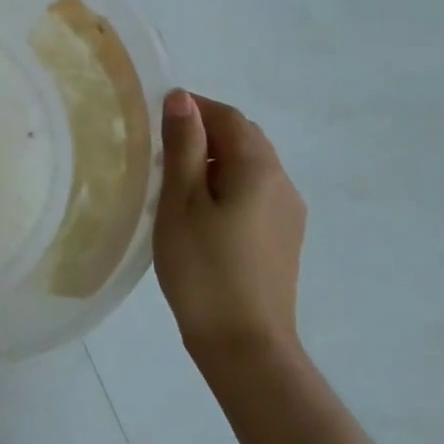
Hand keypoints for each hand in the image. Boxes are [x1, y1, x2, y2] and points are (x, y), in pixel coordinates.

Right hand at [154, 88, 306, 369]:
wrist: (245, 345)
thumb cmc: (203, 267)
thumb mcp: (181, 200)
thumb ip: (183, 145)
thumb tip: (181, 98)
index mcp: (259, 168)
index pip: (228, 117)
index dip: (192, 108)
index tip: (155, 121)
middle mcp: (283, 182)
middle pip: (243, 137)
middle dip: (203, 132)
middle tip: (160, 151)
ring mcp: (288, 213)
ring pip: (249, 165)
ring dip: (214, 160)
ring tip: (174, 182)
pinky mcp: (284, 237)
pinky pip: (254, 191)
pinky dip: (226, 184)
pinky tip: (200, 212)